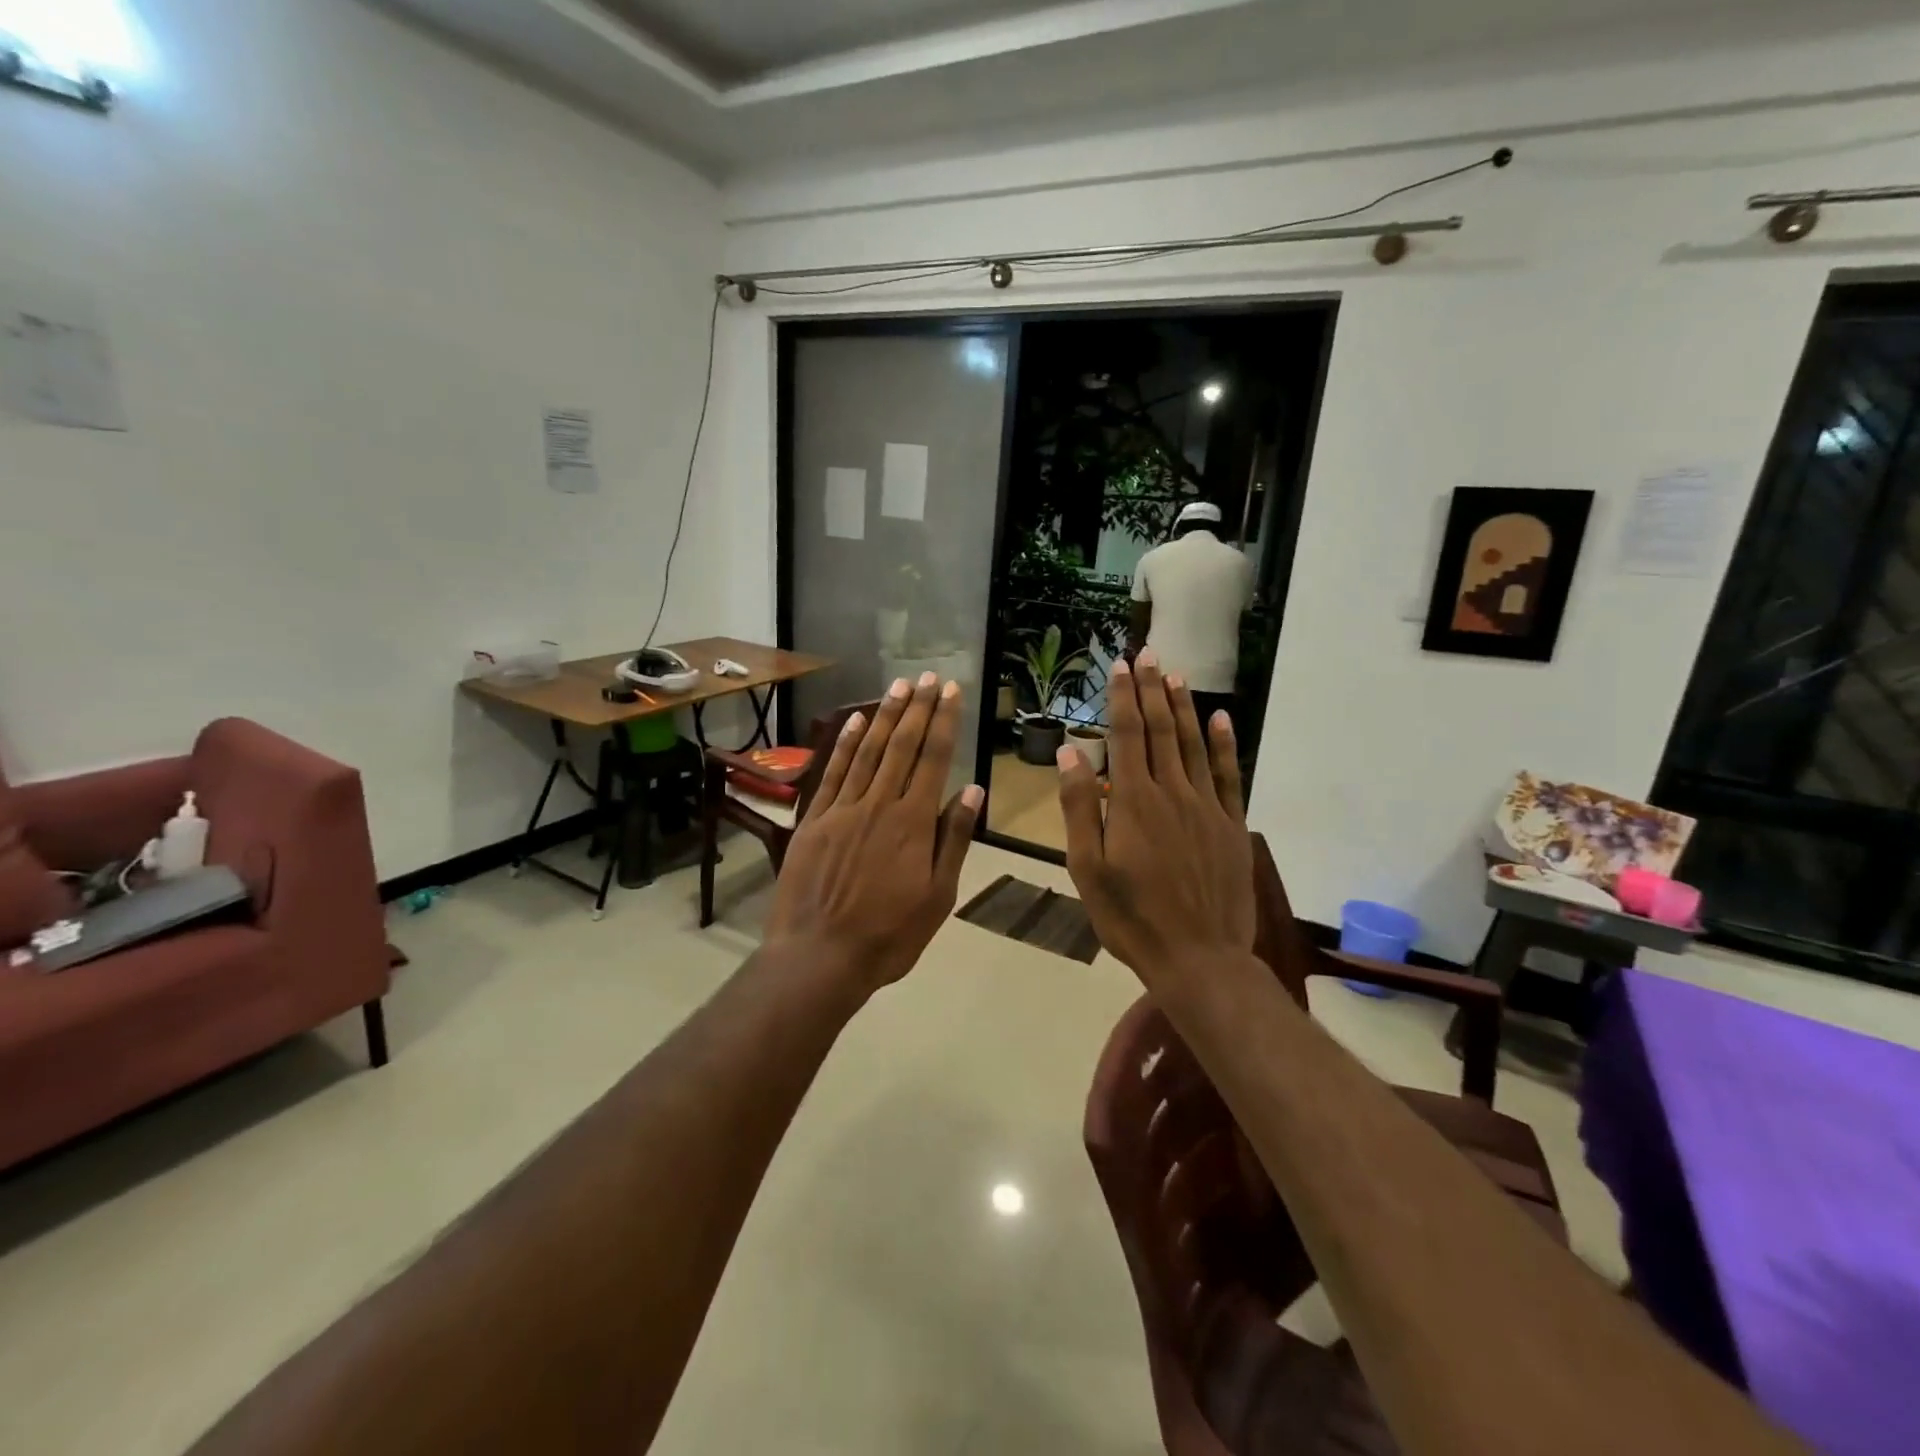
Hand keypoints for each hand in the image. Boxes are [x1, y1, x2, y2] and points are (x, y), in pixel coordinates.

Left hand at [766, 672, 983, 994]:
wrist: (819, 956)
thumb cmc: (888, 935)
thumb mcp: (938, 896)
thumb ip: (952, 840)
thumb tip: (972, 791)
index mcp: (913, 822)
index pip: (933, 759)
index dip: (943, 722)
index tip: (951, 691)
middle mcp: (879, 804)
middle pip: (902, 746)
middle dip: (917, 708)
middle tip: (928, 677)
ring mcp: (842, 809)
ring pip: (868, 751)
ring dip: (885, 716)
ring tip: (900, 687)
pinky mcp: (814, 819)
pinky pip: (833, 771)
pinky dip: (846, 743)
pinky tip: (856, 720)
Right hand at [1056, 651, 1253, 990]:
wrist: (1199, 958)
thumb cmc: (1131, 917)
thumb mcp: (1087, 868)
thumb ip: (1079, 808)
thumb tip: (1070, 753)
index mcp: (1133, 802)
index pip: (1127, 735)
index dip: (1122, 698)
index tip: (1119, 666)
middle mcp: (1172, 793)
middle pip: (1161, 730)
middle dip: (1152, 690)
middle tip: (1147, 654)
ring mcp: (1207, 807)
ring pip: (1194, 745)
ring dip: (1183, 707)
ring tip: (1175, 675)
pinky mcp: (1231, 825)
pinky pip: (1229, 775)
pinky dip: (1224, 744)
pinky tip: (1220, 719)